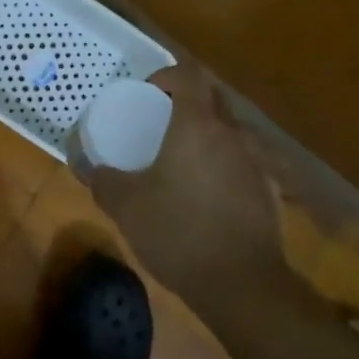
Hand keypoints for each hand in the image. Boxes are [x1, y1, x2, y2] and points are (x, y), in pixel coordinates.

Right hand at [80, 65, 284, 306]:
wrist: (243, 284)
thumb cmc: (179, 233)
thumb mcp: (127, 207)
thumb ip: (103, 181)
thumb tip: (89, 166)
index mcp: (198, 125)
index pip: (189, 74)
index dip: (168, 74)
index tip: (149, 93)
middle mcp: (232, 134)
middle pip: (214, 98)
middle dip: (189, 100)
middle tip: (163, 121)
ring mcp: (256, 162)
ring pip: (232, 130)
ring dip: (209, 134)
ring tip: (184, 159)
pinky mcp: (269, 190)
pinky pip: (244, 161)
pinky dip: (225, 164)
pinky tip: (208, 194)